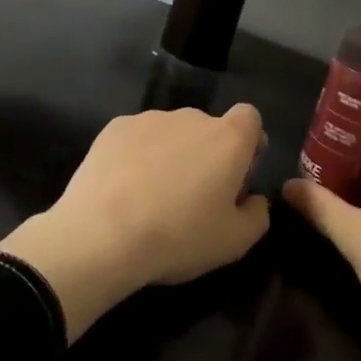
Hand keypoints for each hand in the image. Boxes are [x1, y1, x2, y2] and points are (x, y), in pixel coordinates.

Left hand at [0, 105, 269, 340]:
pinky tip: (124, 188)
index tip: (240, 171)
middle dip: (208, 153)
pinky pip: (138, 137)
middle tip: (195, 195)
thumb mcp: (234, 242)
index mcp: (227, 139)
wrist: (102, 233)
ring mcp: (150, 118)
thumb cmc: (179, 237)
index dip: (249, 141)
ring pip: (172, 132)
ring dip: (172, 153)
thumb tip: (254, 199)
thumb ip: (257, 215)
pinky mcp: (115, 127)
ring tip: (153, 195)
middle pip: (209, 127)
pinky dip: (138, 155)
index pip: (250, 117)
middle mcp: (192, 117)